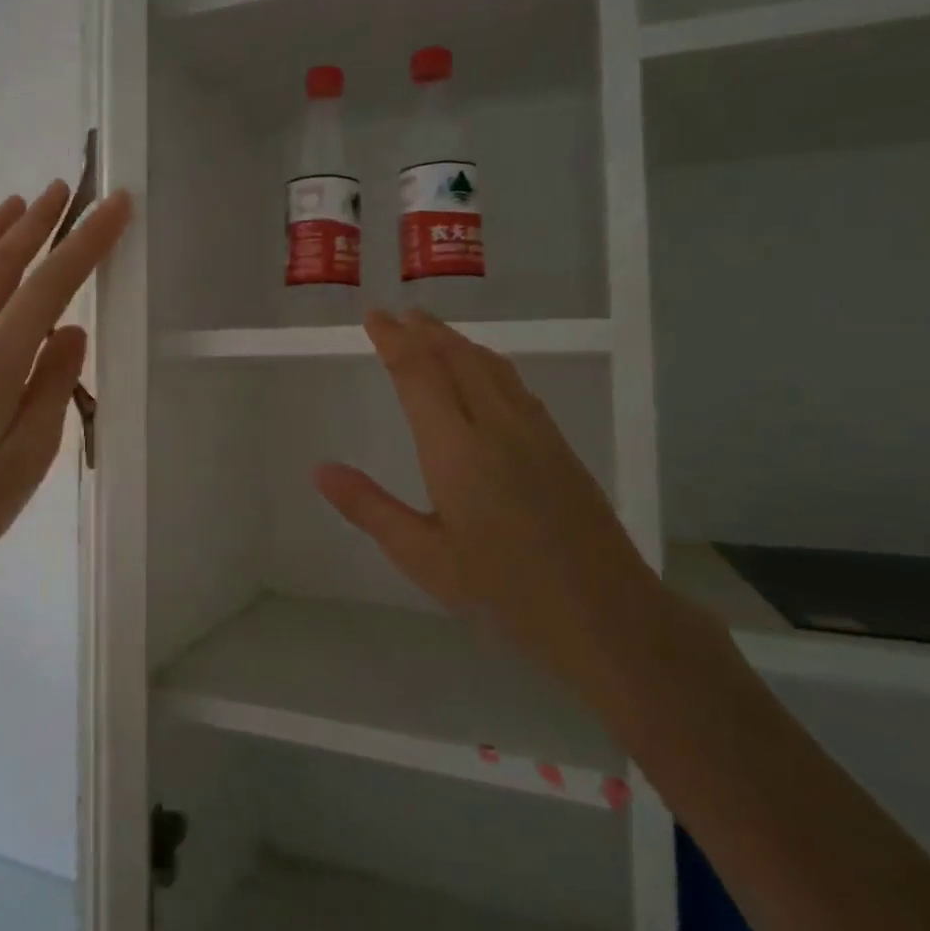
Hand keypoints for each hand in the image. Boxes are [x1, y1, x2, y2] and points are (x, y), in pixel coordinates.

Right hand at [314, 309, 667, 702]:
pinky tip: (485, 374)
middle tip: (398, 314)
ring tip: (432, 332)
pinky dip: (487, 364)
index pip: (419, 376)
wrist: (608, 616)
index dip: (394, 341)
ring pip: (491, 367)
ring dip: (457, 342)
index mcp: (457, 451)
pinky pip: (515, 385)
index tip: (374, 316)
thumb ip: (370, 508)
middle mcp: (497, 428)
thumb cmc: (505, 594)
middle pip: (458, 359)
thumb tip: (320, 470)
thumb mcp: (424, 558)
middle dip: (425, 331)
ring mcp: (535, 434)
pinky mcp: (559, 447)